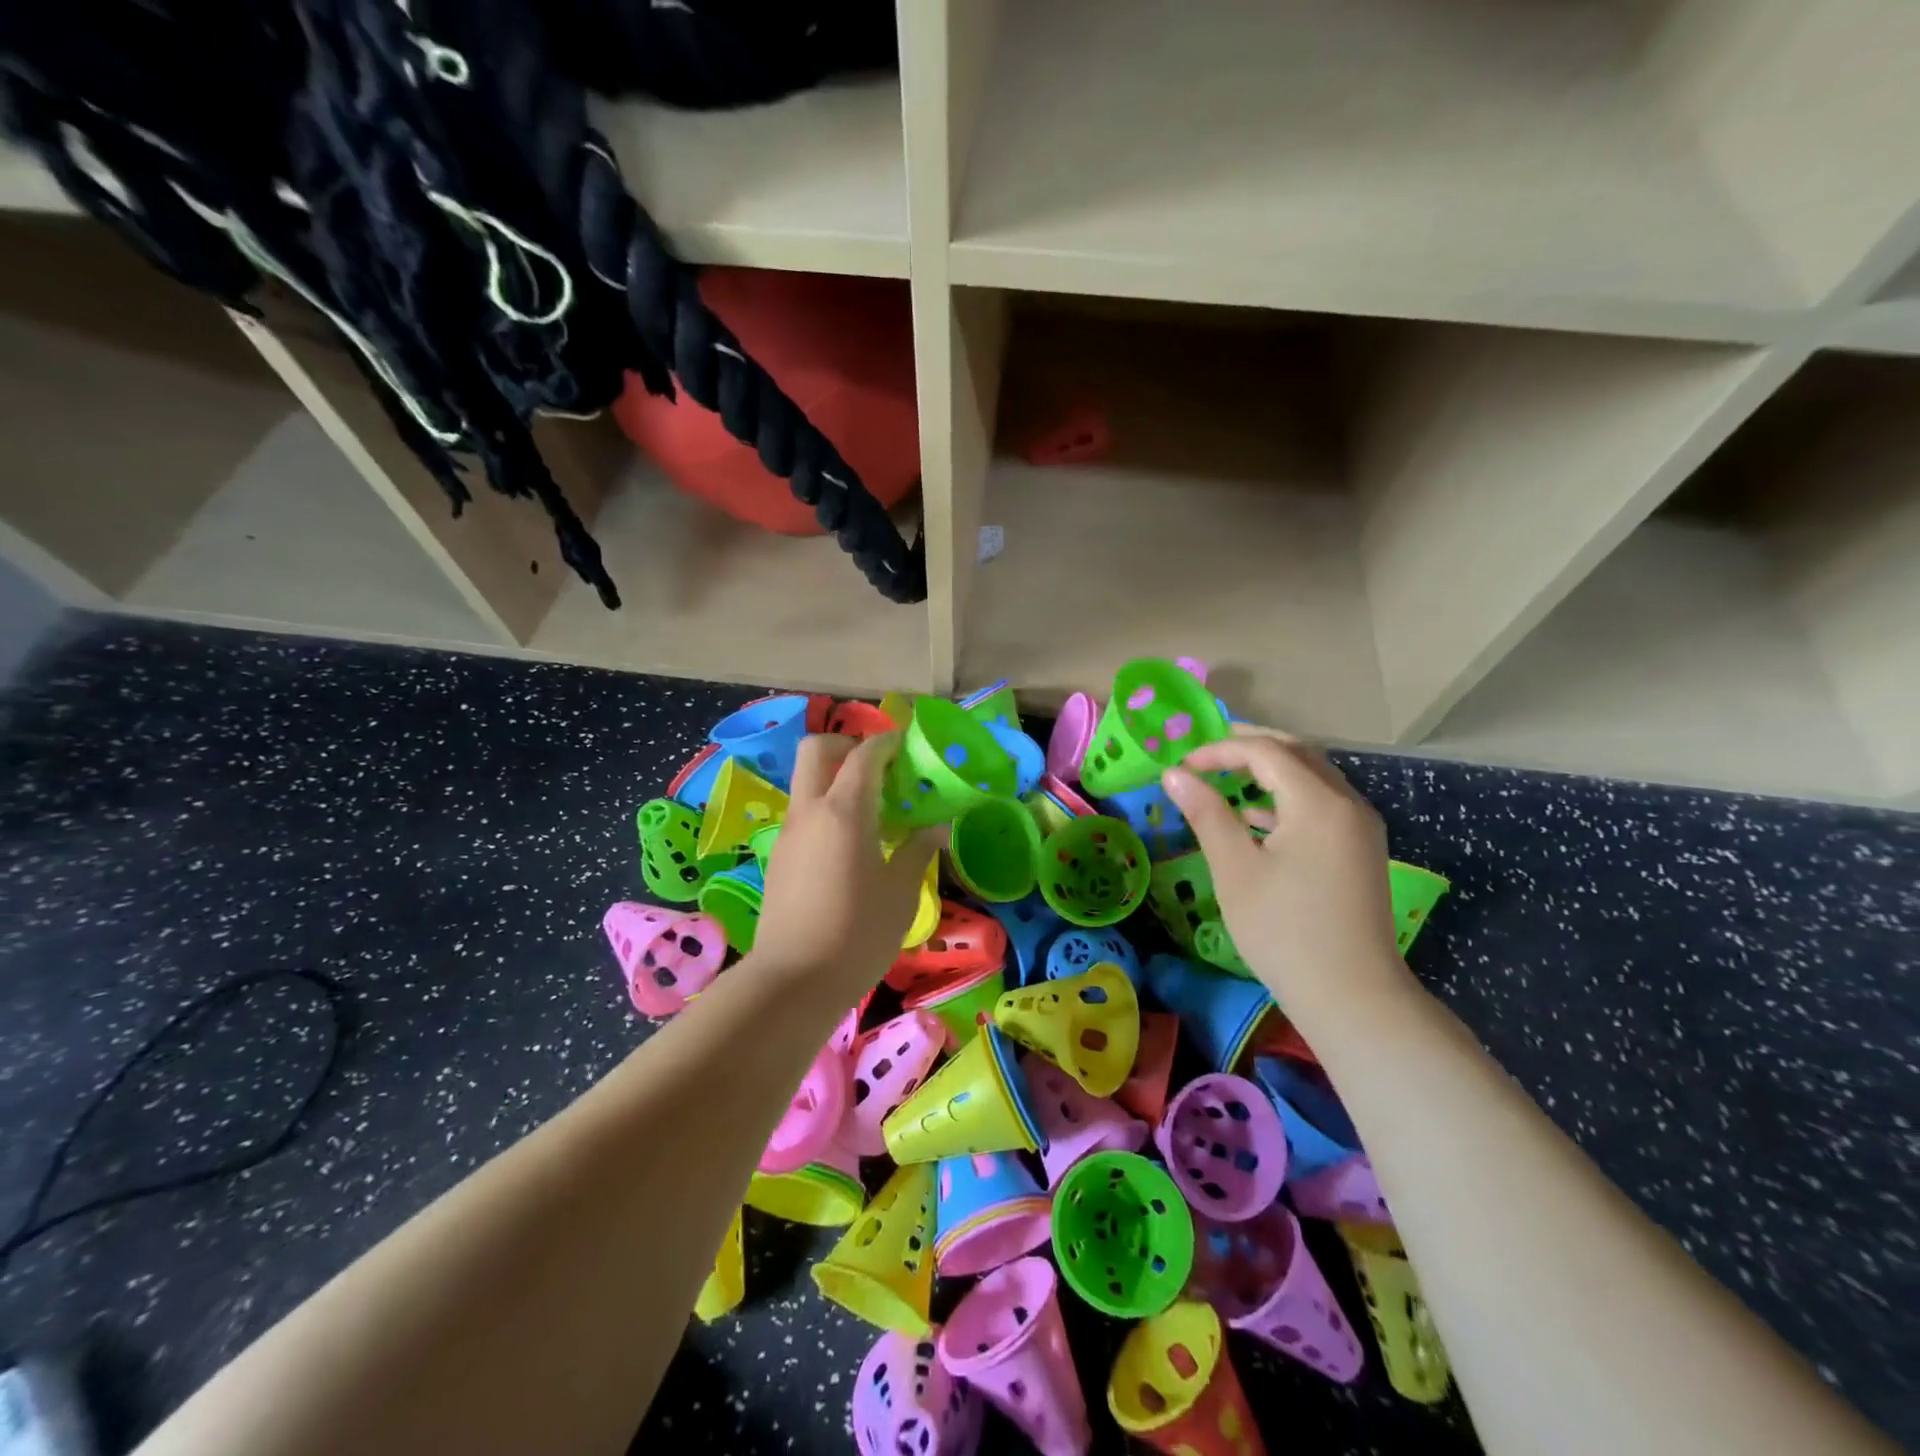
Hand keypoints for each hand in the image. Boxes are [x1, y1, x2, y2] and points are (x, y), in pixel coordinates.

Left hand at [752, 733, 941, 996]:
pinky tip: (849, 844)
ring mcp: (789, 833)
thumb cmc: (859, 933)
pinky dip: (825, 808)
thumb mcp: (901, 893)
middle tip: (877, 768)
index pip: (863, 755)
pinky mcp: (779, 857)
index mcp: (845, 811)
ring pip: (806, 782)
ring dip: (834, 778)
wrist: (794, 981)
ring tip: (870, 810)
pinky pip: (803, 813)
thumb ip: (918, 851)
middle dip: (845, 745)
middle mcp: (810, 811)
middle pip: (816, 749)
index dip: (885, 742)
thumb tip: (937, 828)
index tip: (905, 745)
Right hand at [1161, 729, 1416, 1029]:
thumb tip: (1174, 774)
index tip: (1182, 766)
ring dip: (1269, 769)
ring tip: (1225, 777)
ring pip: (1312, 776)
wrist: (1353, 996)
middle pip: (1296, 753)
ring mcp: (1360, 827)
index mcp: (1319, 802)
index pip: (1266, 751)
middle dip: (1249, 747)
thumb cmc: (1284, 930)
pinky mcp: (1361, 849)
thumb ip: (1206, 812)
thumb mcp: (1235, 868)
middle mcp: (1348, 802)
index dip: (1219, 750)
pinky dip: (1287, 797)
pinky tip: (1255, 816)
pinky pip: (1322, 803)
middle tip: (1205, 753)